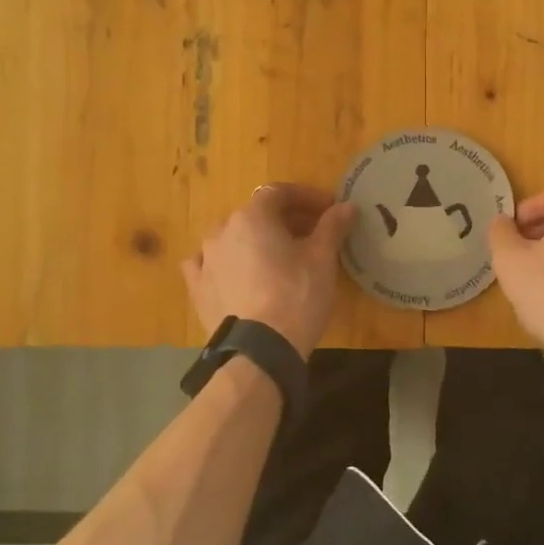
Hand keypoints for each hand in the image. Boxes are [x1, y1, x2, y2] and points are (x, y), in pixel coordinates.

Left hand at [183, 185, 357, 357]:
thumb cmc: (297, 296)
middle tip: (311, 235)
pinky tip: (235, 273)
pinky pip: (209, 264)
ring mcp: (205, 259)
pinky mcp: (197, 288)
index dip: (307, 197)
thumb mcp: (322, 259)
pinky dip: (225, 263)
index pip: (280, 193)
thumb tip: (346, 207)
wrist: (259, 351)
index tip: (329, 210)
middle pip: (256, 215)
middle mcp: (222, 230)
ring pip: (232, 238)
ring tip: (277, 257)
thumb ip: (332, 227)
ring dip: (255, 240)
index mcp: (252, 217)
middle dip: (284, 219)